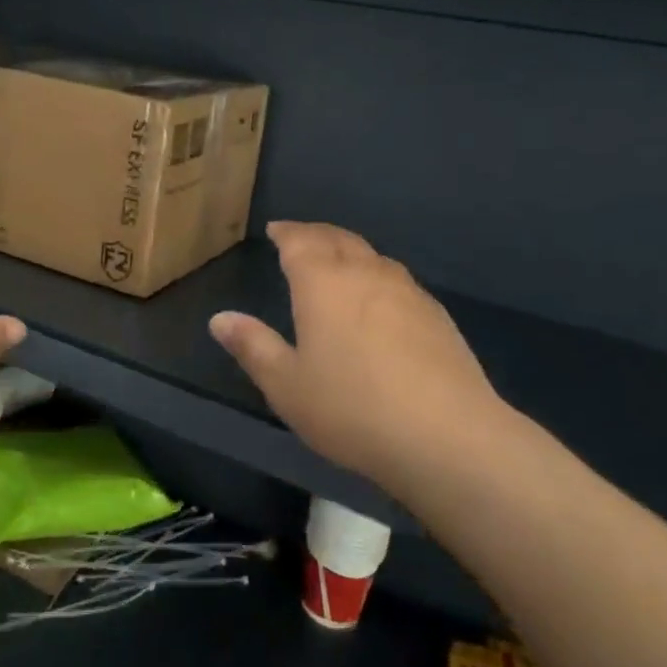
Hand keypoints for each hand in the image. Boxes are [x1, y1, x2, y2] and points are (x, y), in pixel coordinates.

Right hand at [209, 222, 515, 494]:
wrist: (447, 436)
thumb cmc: (351, 409)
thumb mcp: (286, 385)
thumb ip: (253, 347)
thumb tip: (220, 318)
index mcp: (323, 283)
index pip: (301, 242)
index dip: (286, 233)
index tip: (275, 230)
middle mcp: (366, 274)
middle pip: (339, 239)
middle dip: (316, 234)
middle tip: (300, 237)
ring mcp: (408, 292)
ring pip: (373, 256)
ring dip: (349, 251)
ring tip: (337, 262)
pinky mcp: (437, 316)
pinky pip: (398, 280)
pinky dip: (377, 276)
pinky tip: (378, 300)